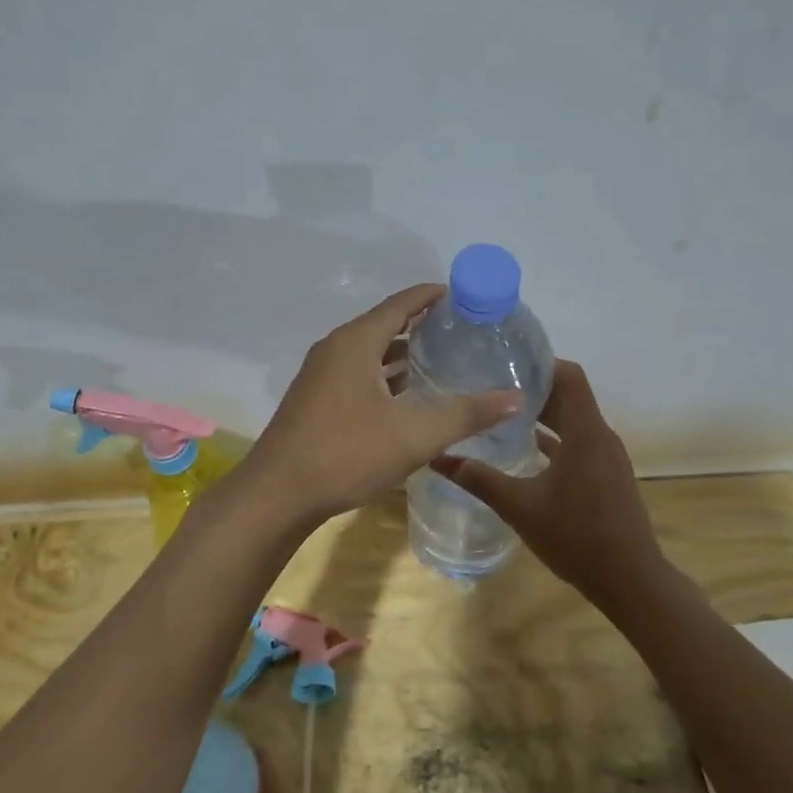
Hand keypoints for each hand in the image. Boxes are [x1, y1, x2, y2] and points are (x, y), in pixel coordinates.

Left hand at [244, 285, 520, 525]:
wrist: (277, 496)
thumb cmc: (345, 455)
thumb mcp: (413, 436)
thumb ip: (466, 415)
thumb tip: (515, 398)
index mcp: (356, 342)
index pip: (401, 303)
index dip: (432, 296)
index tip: (465, 296)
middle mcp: (335, 349)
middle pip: (385, 324)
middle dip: (422, 325)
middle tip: (463, 332)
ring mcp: (321, 374)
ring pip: (370, 352)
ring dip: (402, 353)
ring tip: (442, 360)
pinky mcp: (315, 399)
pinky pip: (357, 373)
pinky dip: (385, 375)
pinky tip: (407, 397)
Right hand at [433, 359, 665, 607]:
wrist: (629, 579)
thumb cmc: (576, 537)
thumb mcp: (520, 507)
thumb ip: (480, 480)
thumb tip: (437, 459)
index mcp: (585, 433)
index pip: (569, 376)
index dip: (540, 364)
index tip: (505, 362)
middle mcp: (600, 436)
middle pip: (570, 395)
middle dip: (534, 389)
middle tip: (492, 385)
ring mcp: (607, 456)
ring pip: (574, 420)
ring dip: (544, 414)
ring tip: (503, 413)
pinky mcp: (607, 474)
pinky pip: (580, 442)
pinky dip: (556, 438)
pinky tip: (527, 448)